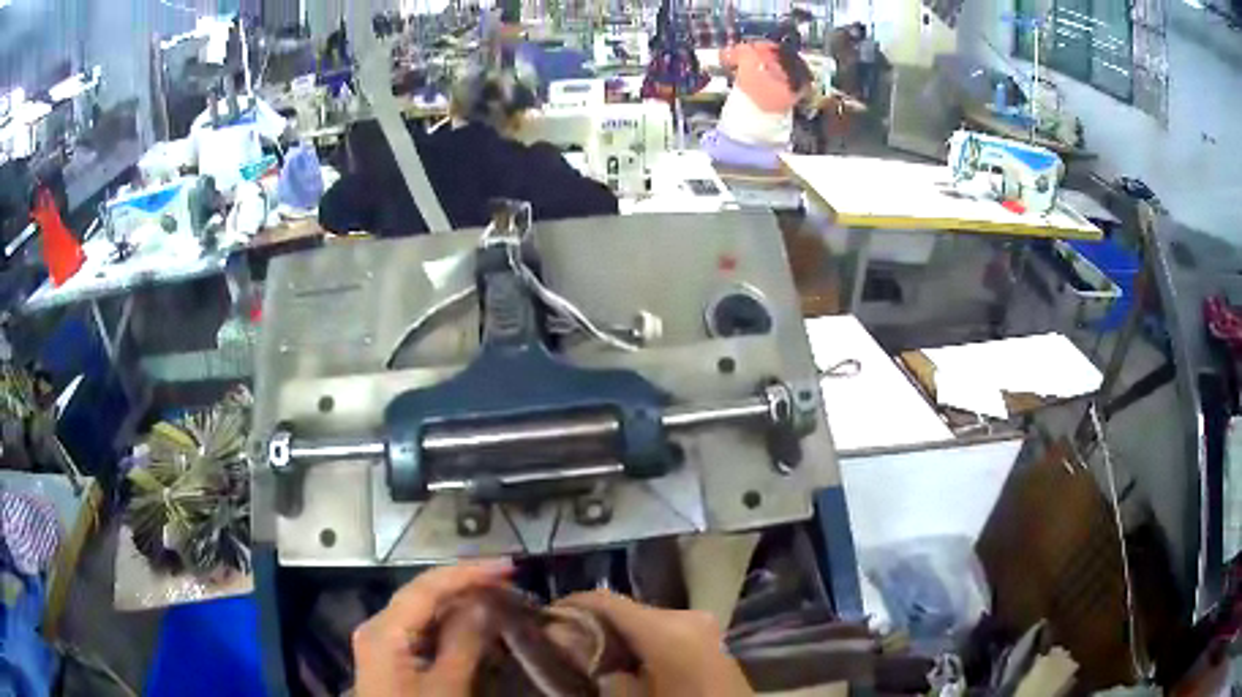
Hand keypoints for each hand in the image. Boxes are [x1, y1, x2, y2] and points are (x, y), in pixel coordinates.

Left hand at [353, 560, 511, 696]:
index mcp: (384, 630)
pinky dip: (449, 625)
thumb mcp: (447, 687)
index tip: (510, 568)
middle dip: (465, 584)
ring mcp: (382, 642)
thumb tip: (484, 601)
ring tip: (497, 597)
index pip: (427, 587)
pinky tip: (473, 625)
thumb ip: (464, 642)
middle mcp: (378, 626)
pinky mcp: (391, 657)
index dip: (468, 572)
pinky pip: (421, 630)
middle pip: (422, 594)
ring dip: (459, 603)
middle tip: (508, 581)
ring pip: (422, 611)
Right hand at [556, 590, 752, 696]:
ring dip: (615, 634)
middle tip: (561, 645)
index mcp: (667, 628)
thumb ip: (595, 666)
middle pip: (625, 610)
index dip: (569, 606)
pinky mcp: (710, 639)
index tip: (542, 620)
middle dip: (591, 624)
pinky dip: (639, 642)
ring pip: (644, 620)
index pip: (605, 600)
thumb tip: (563, 638)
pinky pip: (664, 631)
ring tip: (587, 655)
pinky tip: (623, 663)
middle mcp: (687, 616)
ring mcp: (703, 626)